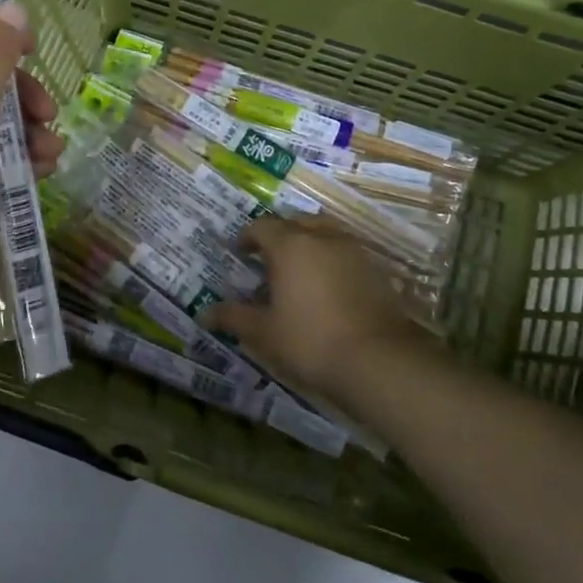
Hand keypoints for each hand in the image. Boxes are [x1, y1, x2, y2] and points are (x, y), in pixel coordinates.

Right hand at [204, 218, 440, 407]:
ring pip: (326, 233)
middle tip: (268, 259)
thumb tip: (204, 314)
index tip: (240, 253)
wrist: (379, 361)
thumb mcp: (264, 332)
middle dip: (280, 235)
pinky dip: (332, 260)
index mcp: (290, 245)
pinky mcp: (376, 270)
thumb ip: (234, 317)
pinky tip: (327, 287)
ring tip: (299, 270)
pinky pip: (346, 252)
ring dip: (309, 243)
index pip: (262, 226)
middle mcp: (322, 237)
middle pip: (296, 222)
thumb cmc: (310, 340)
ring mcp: (353, 251)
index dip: (247, 237)